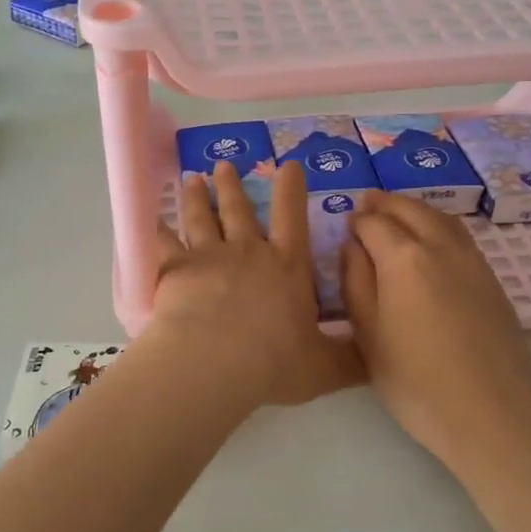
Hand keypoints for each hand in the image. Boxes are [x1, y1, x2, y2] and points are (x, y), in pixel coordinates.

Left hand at [146, 160, 364, 407]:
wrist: (213, 362)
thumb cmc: (273, 363)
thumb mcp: (324, 366)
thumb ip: (348, 359)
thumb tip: (376, 356)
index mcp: (287, 267)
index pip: (293, 217)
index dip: (291, 189)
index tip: (288, 165)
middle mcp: (248, 252)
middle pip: (239, 210)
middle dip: (232, 185)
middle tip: (224, 164)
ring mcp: (209, 256)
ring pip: (201, 218)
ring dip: (197, 197)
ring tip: (192, 179)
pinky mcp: (175, 269)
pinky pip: (164, 244)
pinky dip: (158, 230)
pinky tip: (153, 220)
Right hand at [340, 191, 530, 474]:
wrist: (494, 417)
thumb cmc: (417, 383)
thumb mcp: (368, 337)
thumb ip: (355, 283)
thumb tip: (352, 247)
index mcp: (403, 258)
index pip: (373, 223)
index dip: (356, 221)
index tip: (345, 225)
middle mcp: (440, 247)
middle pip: (410, 210)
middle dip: (386, 203)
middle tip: (368, 202)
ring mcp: (473, 262)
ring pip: (440, 217)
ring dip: (415, 208)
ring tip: (398, 213)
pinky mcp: (493, 280)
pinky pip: (460, 236)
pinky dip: (439, 225)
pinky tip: (432, 242)